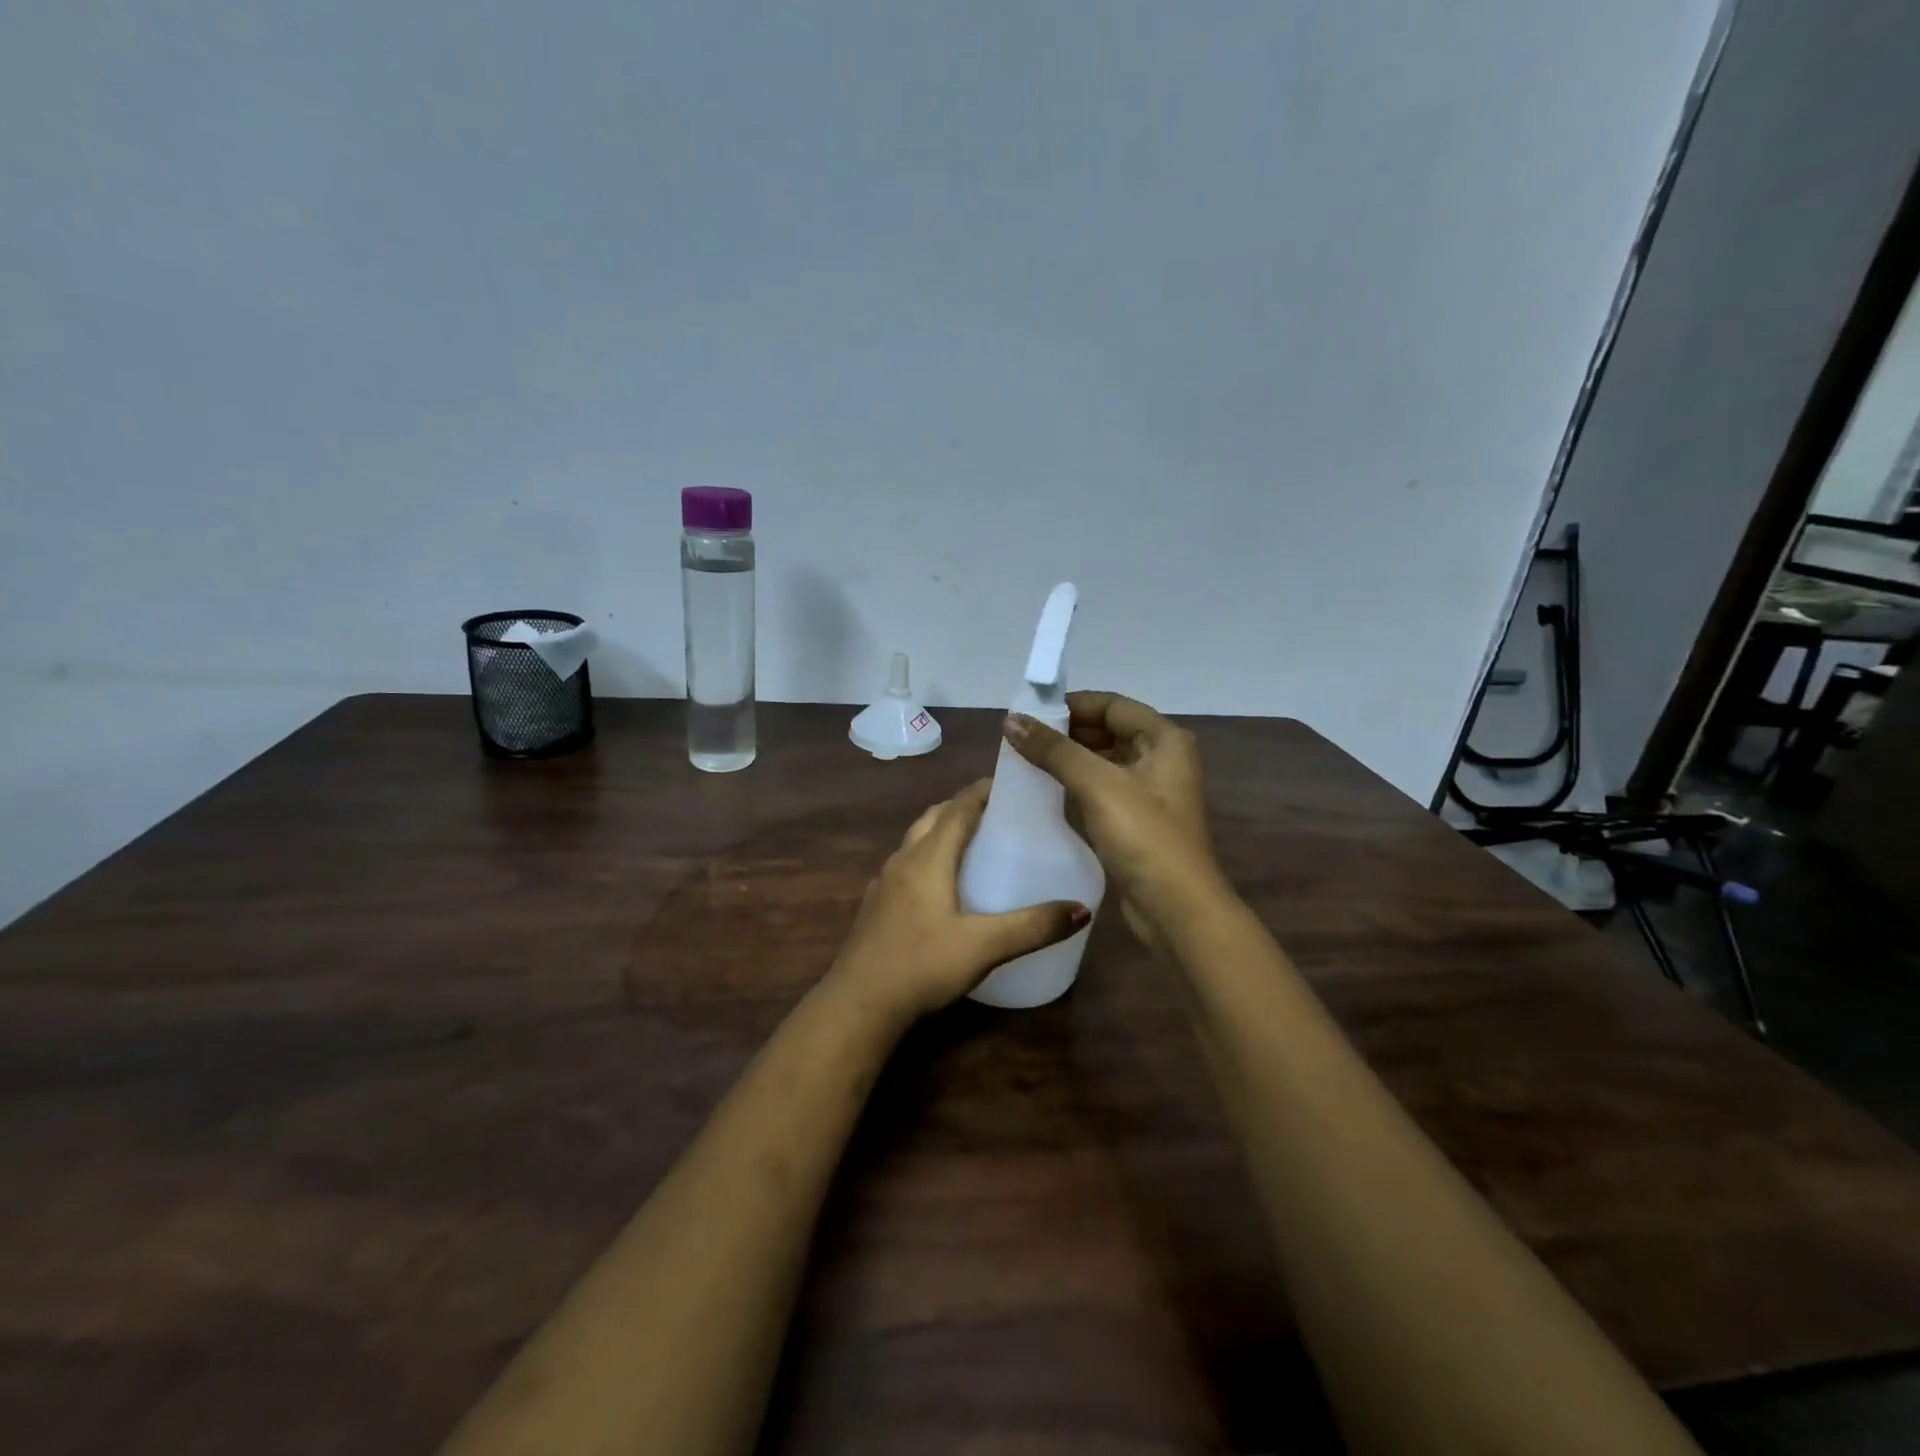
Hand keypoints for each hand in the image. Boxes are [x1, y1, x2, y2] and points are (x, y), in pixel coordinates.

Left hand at [826, 780, 1091, 1020]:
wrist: (859, 1004)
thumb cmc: (922, 964)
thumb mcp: (985, 946)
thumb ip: (1033, 926)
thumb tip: (1082, 910)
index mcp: (928, 858)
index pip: (958, 808)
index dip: (982, 791)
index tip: (1011, 785)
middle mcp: (903, 860)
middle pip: (935, 817)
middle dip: (964, 807)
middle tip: (998, 813)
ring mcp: (885, 883)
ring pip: (916, 840)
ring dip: (943, 831)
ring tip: (975, 844)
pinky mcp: (876, 905)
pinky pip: (907, 865)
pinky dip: (928, 858)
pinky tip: (943, 887)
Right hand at [1003, 691, 1222, 950]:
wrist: (1176, 909)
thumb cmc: (1144, 837)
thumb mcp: (1098, 785)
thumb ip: (1054, 750)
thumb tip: (1011, 720)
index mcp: (1164, 739)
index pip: (1111, 705)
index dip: (1071, 705)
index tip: (1028, 714)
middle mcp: (1162, 759)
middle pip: (1107, 731)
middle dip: (1066, 732)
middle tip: (1020, 739)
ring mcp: (1150, 792)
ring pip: (1102, 761)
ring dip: (1068, 759)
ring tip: (1024, 762)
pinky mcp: (1137, 821)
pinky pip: (1101, 789)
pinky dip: (1075, 785)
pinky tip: (1045, 791)